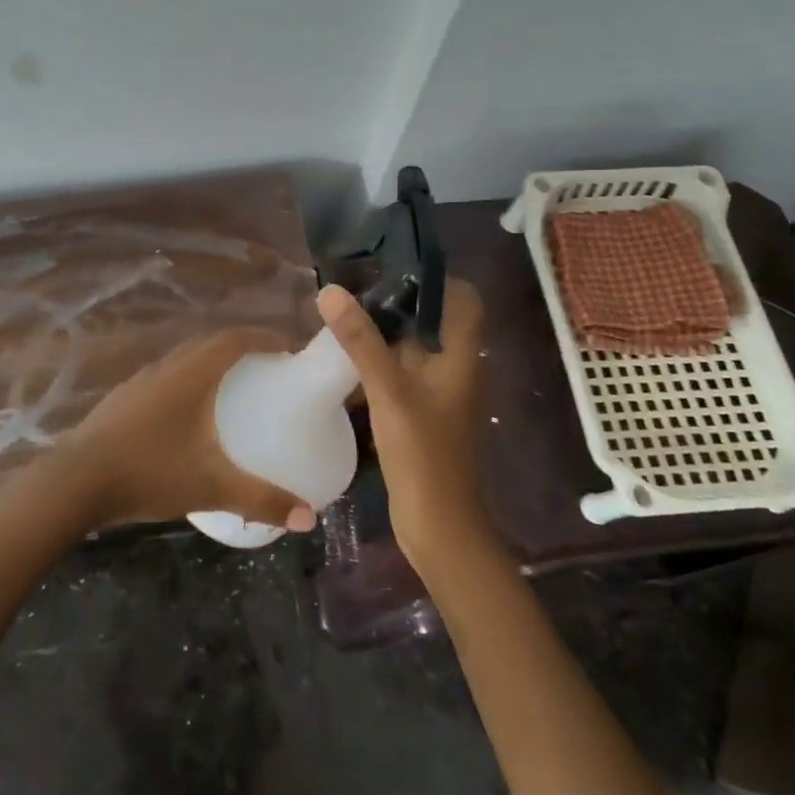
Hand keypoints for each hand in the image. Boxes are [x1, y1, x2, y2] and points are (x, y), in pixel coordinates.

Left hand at [52, 329, 317, 533]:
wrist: (75, 481)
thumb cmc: (149, 472)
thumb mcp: (211, 487)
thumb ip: (261, 500)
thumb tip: (309, 518)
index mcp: (192, 373)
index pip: (235, 339)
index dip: (265, 337)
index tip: (290, 347)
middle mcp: (167, 367)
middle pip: (210, 344)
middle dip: (242, 348)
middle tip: (268, 368)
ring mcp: (140, 381)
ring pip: (184, 360)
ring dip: (211, 364)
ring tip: (233, 389)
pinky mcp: (122, 400)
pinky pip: (165, 379)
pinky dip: (187, 383)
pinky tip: (188, 418)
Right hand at [316, 279, 494, 570]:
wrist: (439, 526)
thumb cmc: (423, 453)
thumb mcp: (389, 390)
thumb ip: (361, 341)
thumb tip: (331, 290)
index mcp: (462, 356)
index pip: (463, 299)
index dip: (435, 279)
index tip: (393, 268)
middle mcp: (455, 368)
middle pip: (433, 320)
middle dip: (397, 303)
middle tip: (354, 289)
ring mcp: (438, 393)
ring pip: (413, 348)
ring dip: (384, 333)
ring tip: (342, 317)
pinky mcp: (421, 413)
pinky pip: (401, 374)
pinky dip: (378, 362)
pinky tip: (344, 361)